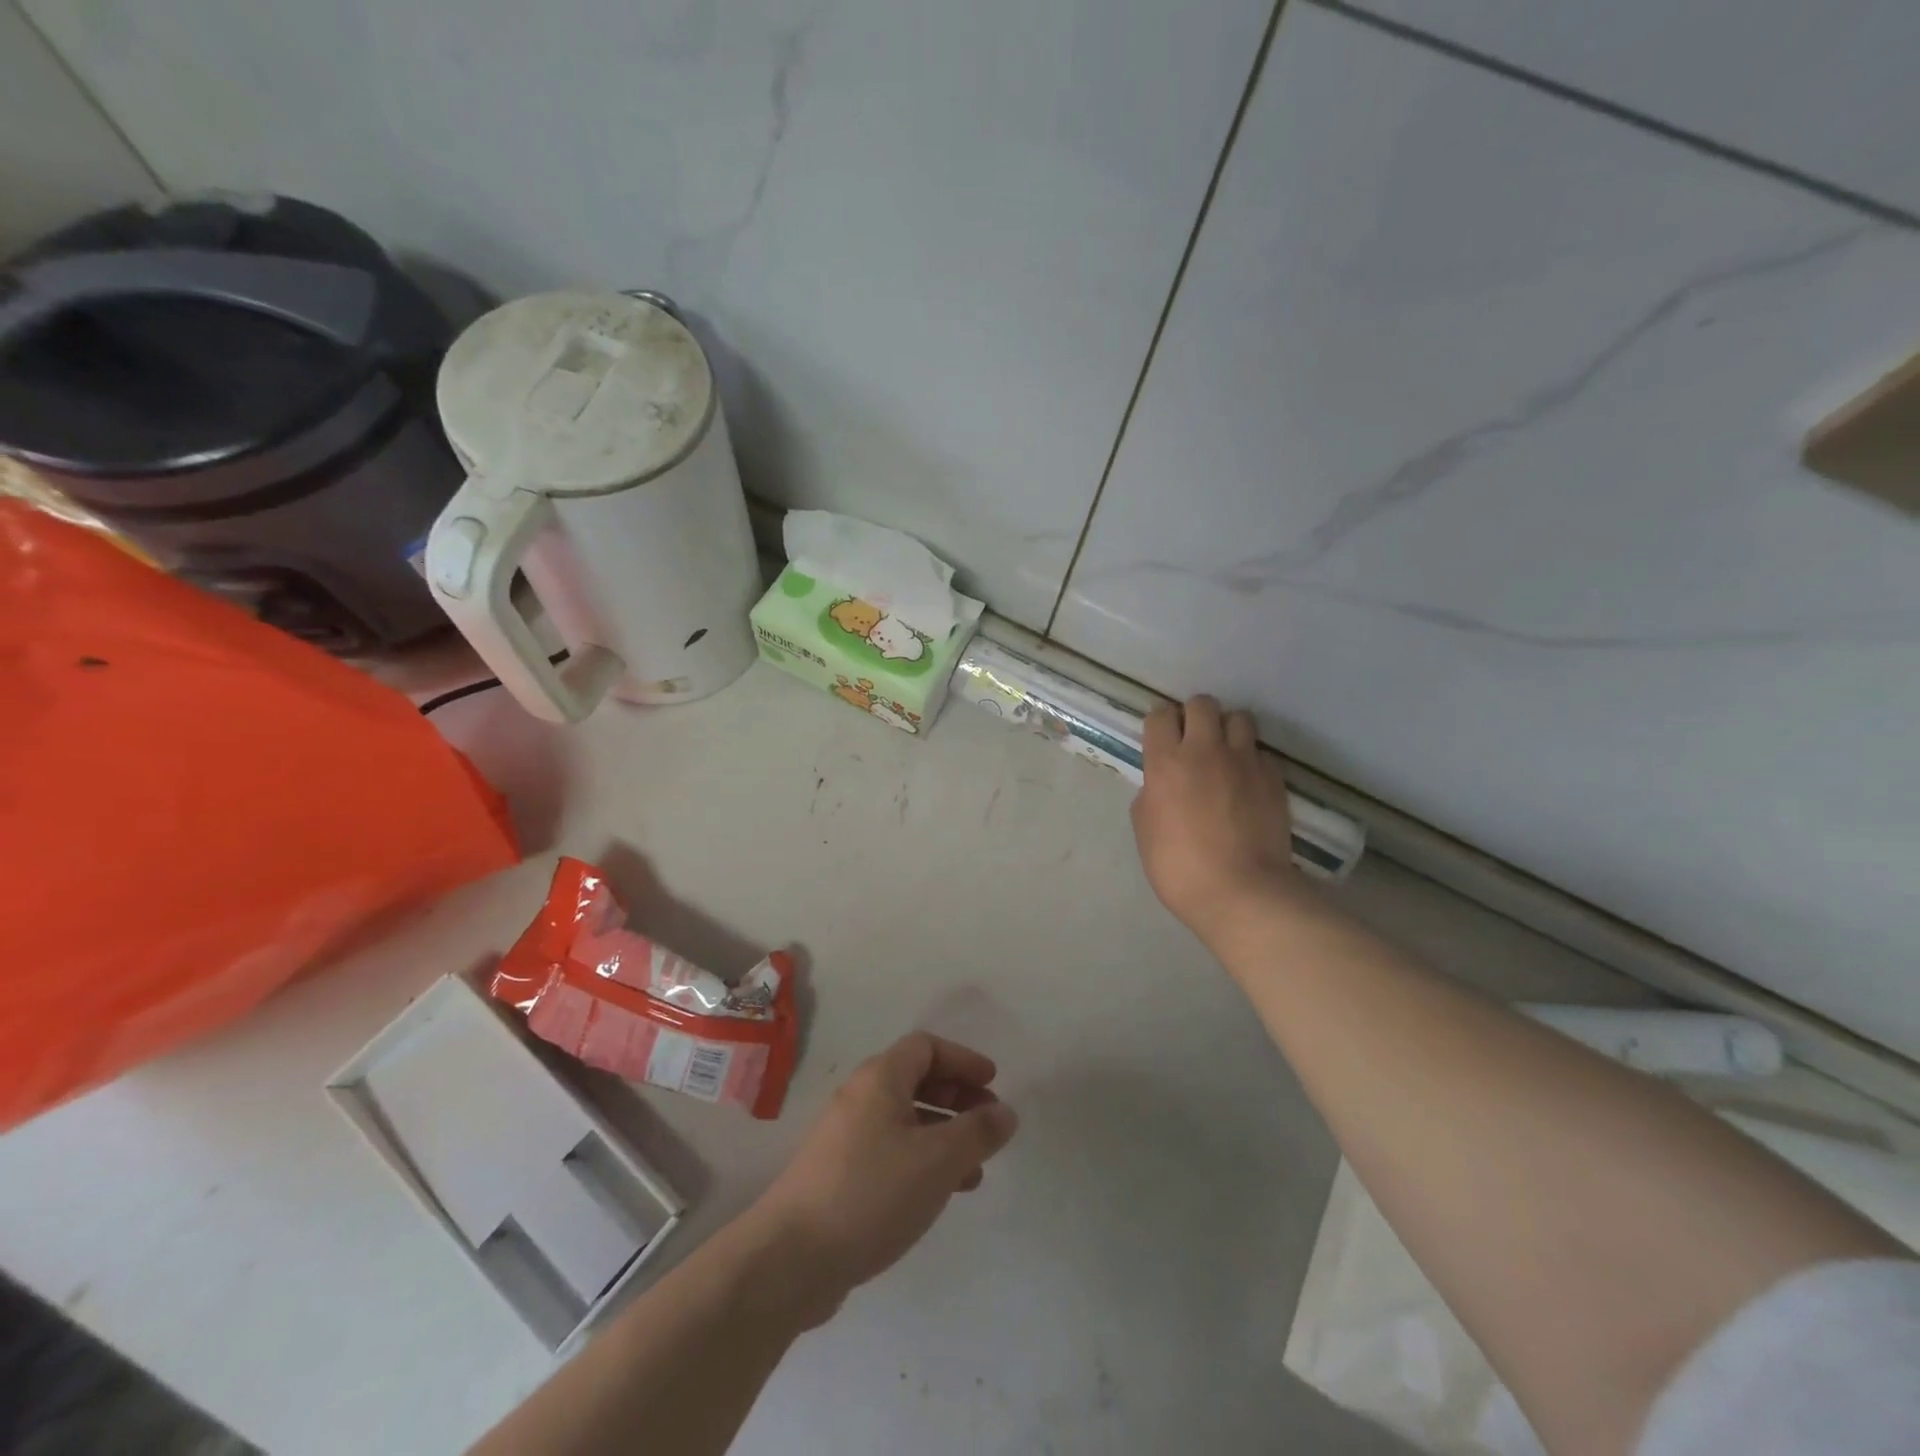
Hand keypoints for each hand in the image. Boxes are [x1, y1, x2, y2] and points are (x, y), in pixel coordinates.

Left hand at [751, 1034, 1017, 1325]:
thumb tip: (1005, 1112)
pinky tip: (940, 1193)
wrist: (791, 1259)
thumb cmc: (871, 1193)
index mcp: (880, 1079)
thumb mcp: (938, 1160)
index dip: (963, 1059)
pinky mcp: (839, 1175)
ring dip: (943, 1134)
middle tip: (988, 1123)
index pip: (926, 1047)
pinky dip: (921, 1160)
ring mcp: (845, 1137)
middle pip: (915, 1079)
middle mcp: (860, 1098)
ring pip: (905, 1120)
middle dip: (957, 1096)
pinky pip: (891, 1151)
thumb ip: (977, 1132)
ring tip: (975, 1167)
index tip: (993, 1083)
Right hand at [1132, 695, 1305, 940]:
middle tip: (1193, 741)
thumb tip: (1161, 785)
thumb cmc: (1179, 867)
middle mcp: (1205, 750)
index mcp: (1166, 763)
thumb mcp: (1145, 830)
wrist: (1241, 892)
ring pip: (1239, 717)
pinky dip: (1252, 760)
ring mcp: (1244, 761)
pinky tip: (1248, 782)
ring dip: (1228, 730)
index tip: (1161, 738)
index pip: (1160, 715)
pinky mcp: (1273, 777)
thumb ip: (1152, 795)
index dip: (1160, 723)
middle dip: (1195, 716)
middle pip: (1202, 704)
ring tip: (1225, 753)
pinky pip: (1261, 752)